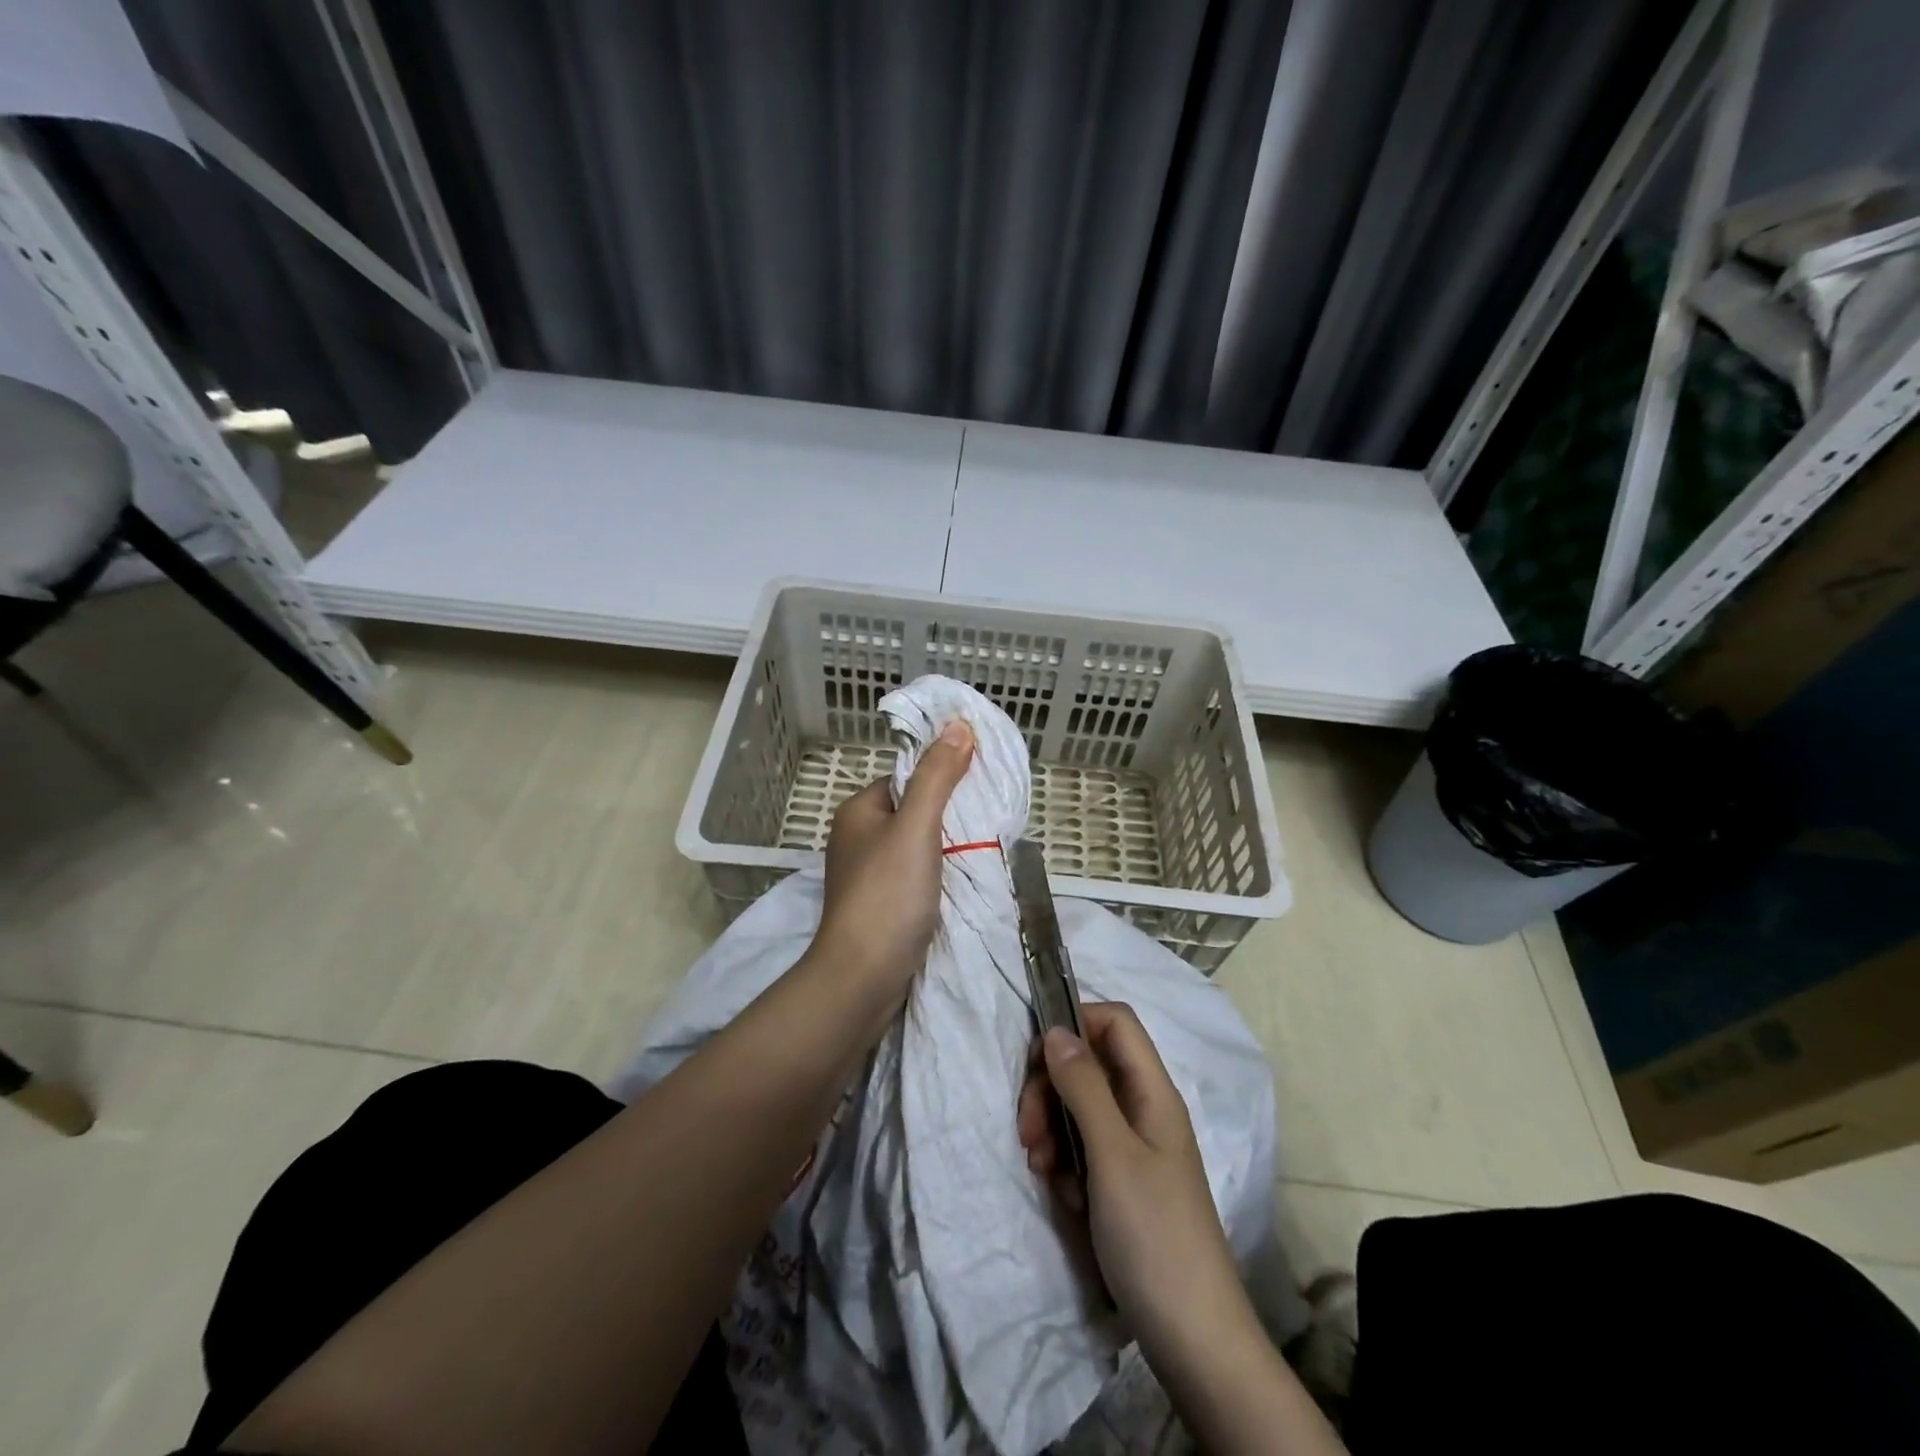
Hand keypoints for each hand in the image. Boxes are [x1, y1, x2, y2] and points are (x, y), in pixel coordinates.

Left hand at [808, 720, 974, 991]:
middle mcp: (858, 838)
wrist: (863, 977)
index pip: (908, 779)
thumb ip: (938, 777)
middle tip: (990, 821)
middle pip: (914, 812)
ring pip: (917, 847)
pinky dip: (939, 877)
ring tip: (984, 850)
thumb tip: (958, 725)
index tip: (981, 786)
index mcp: (859, 811)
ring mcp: (867, 875)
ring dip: (948, 849)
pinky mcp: (880, 906)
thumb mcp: (917, 827)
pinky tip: (963, 882)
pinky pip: (916, 877)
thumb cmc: (887, 894)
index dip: (943, 778)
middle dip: (950, 817)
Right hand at [1018, 1003, 1262, 1382]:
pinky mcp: (1121, 1182)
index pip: (1115, 1022)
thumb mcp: (1112, 1154)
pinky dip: (1066, 1163)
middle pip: (1088, 1065)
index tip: (1037, 1058)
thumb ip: (1084, 1086)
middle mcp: (1144, 1110)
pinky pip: (1084, 1149)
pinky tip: (1064, 1196)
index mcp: (1152, 1092)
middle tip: (1028, 1131)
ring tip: (1042, 1169)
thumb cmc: (1154, 1235)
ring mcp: (1133, 1148)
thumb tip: (1056, 1030)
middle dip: (1050, 1088)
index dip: (1076, 1024)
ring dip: (1052, 1129)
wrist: (1194, 1340)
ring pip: (1079, 1108)